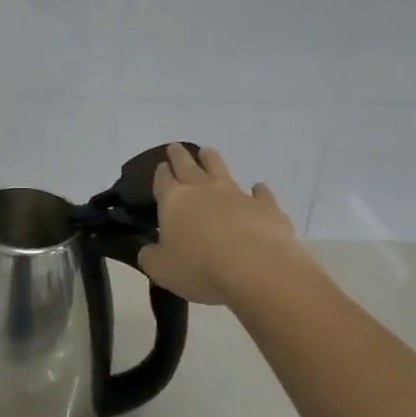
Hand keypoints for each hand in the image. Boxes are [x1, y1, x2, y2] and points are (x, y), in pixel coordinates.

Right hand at [138, 143, 309, 305]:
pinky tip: (258, 189)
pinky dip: (258, 190)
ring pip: (221, 169)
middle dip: (180, 156)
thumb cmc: (199, 268)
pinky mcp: (267, 206)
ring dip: (212, 160)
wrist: (256, 268)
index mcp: (174, 200)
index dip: (161, 172)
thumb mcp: (161, 269)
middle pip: (189, 165)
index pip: (163, 180)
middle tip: (176, 147)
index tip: (161, 165)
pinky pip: (261, 193)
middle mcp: (204, 190)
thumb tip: (148, 250)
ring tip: (208, 152)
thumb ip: (151, 257)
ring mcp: (237, 195)